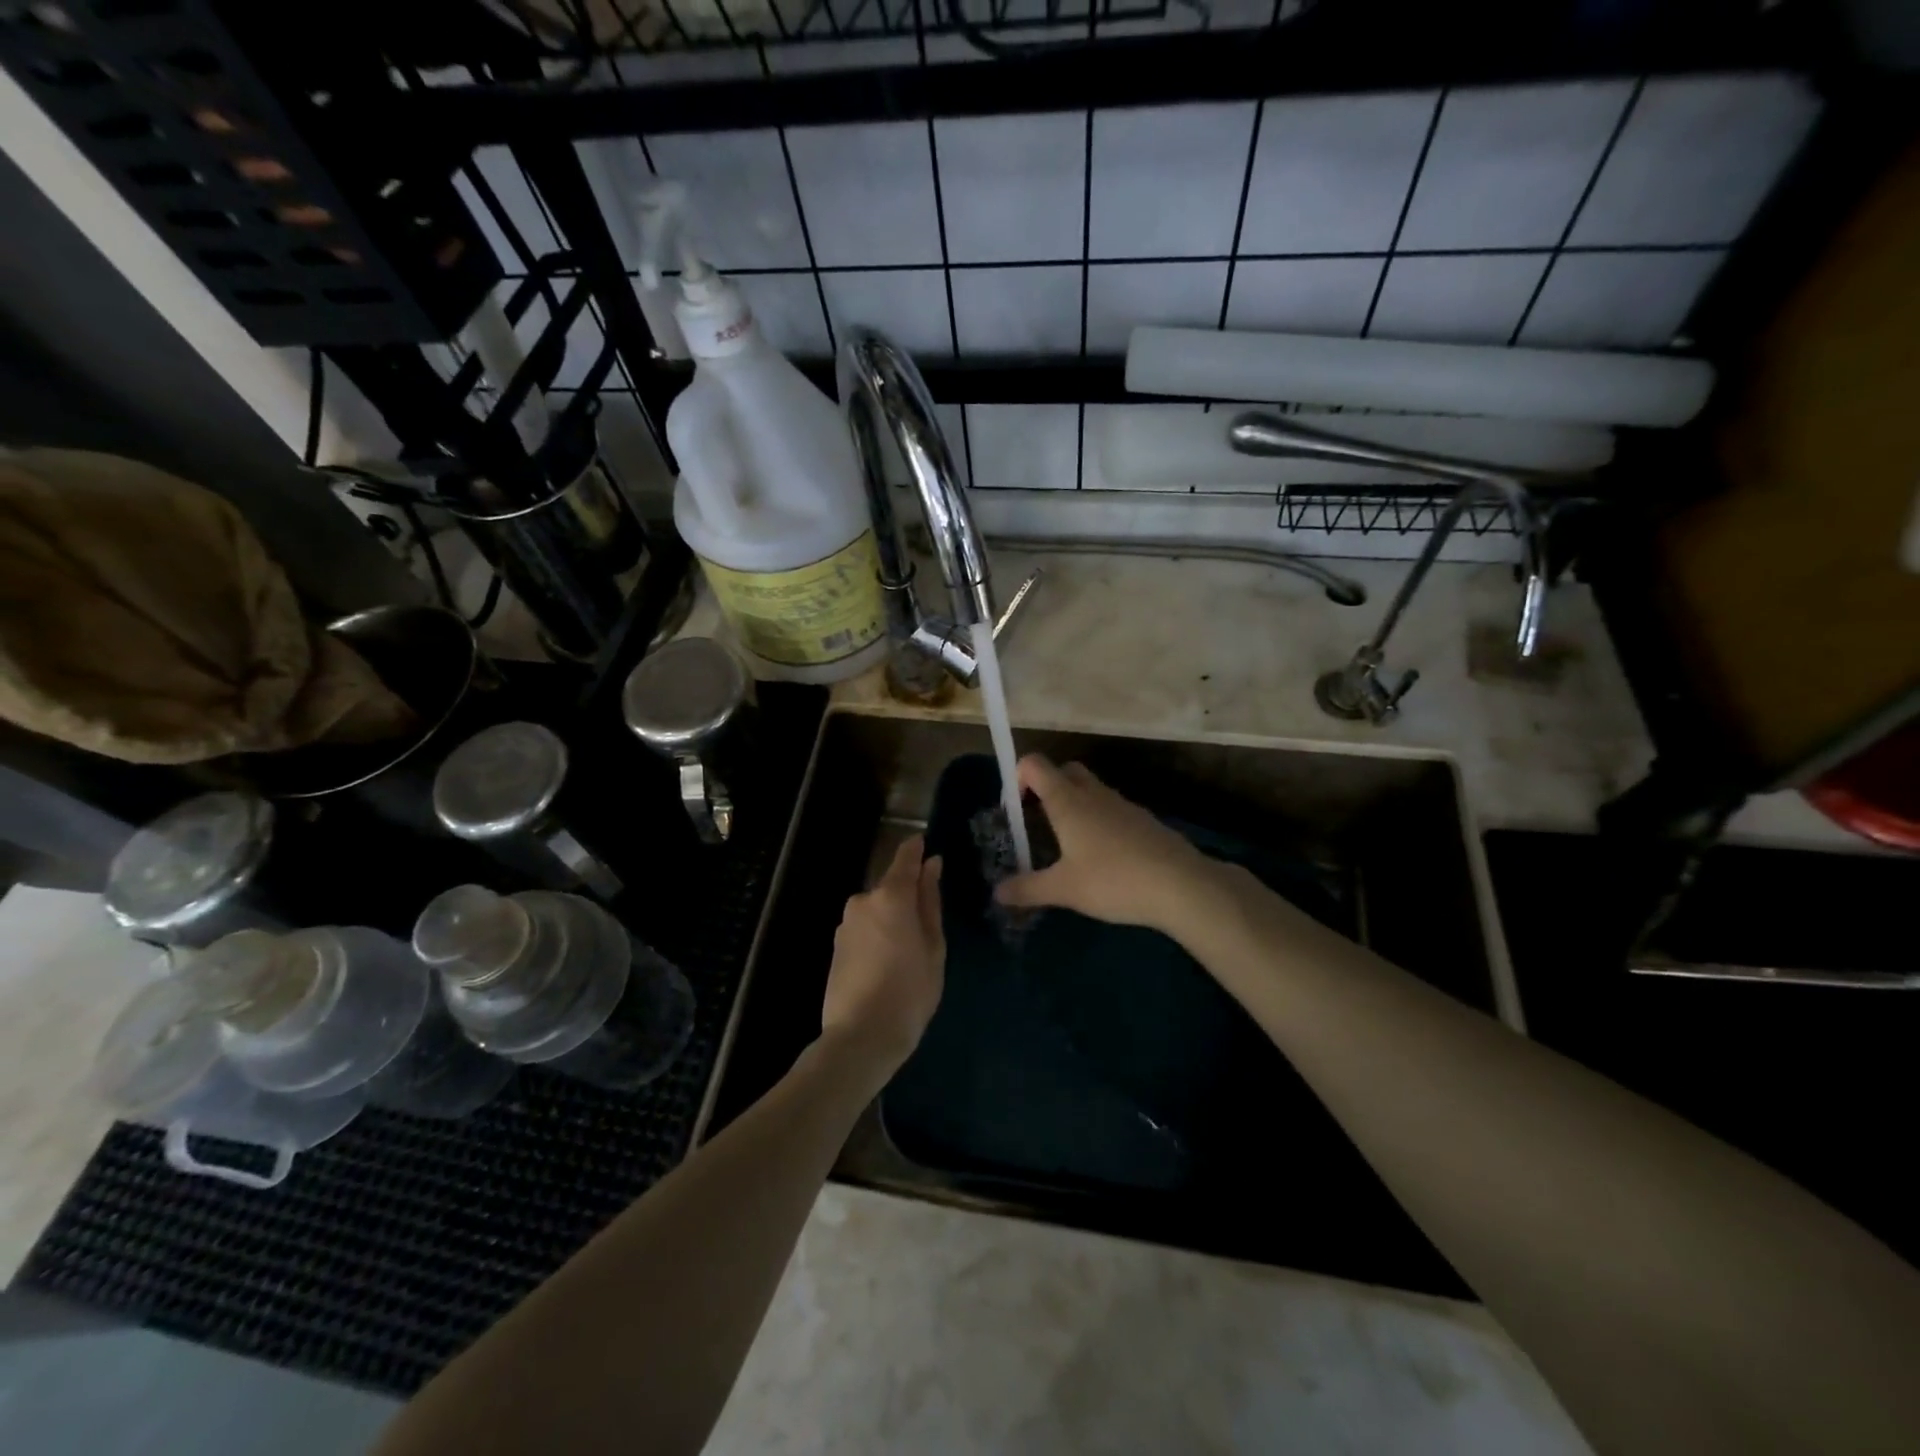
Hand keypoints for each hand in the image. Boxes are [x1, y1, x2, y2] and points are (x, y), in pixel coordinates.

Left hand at [821, 835, 944, 1073]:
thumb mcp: (933, 946)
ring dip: (892, 919)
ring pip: (876, 910)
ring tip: (908, 954)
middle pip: (890, 887)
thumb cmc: (910, 992)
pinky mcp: (836, 946)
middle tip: (928, 928)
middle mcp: (863, 901)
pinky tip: (887, 965)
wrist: (860, 1036)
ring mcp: (845, 924)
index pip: (905, 858)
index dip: (916, 849)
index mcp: (891, 896)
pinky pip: (864, 929)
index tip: (925, 842)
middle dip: (908, 897)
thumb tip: (932, 865)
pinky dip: (877, 936)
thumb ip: (930, 902)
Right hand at [994, 755, 1218, 932]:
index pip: (1034, 764)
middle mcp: (1093, 793)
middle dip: (1047, 787)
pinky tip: (1102, 857)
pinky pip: (1112, 809)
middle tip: (1039, 822)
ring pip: (1090, 789)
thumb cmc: (1112, 880)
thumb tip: (997, 893)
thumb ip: (1028, 889)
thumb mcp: (1063, 890)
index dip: (1018, 777)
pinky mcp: (1143, 819)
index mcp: (1067, 801)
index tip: (1015, 810)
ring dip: (1074, 805)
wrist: (1180, 885)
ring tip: (1068, 845)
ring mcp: (1122, 804)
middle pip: (1064, 771)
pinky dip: (1099, 821)